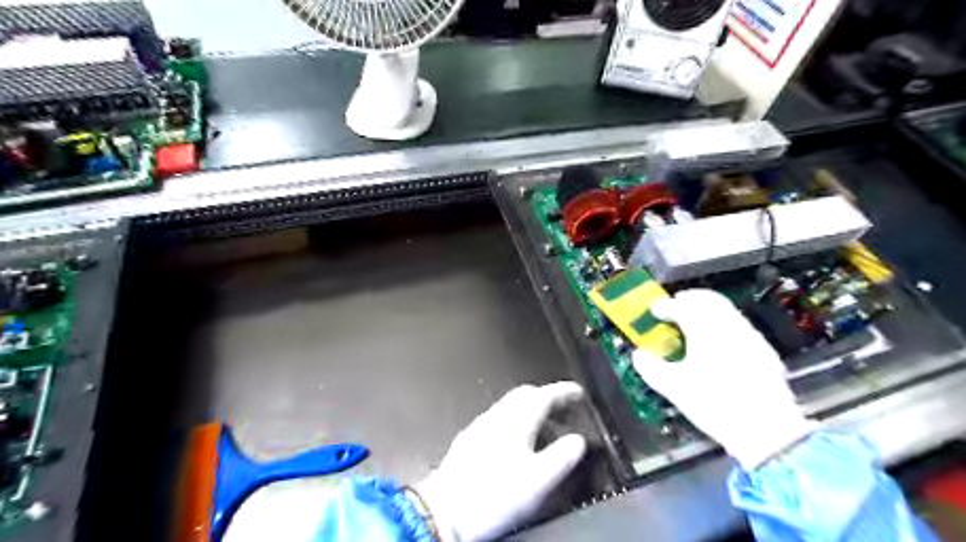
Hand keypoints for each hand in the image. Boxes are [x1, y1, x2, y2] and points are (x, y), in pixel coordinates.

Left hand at [423, 382, 587, 541]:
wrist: (445, 511)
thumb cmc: (492, 496)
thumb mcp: (538, 479)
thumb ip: (562, 456)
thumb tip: (578, 441)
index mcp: (516, 420)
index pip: (543, 394)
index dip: (564, 391)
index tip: (577, 392)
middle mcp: (497, 416)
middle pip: (525, 394)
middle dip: (547, 397)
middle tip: (563, 409)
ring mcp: (480, 426)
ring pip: (510, 407)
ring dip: (530, 410)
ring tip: (545, 428)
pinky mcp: (469, 440)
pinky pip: (498, 420)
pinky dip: (514, 422)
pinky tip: (516, 443)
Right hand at [635, 287, 813, 468]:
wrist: (768, 430)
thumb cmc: (715, 405)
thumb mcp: (674, 388)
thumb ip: (651, 368)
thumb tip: (639, 355)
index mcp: (705, 330)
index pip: (681, 306)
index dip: (664, 306)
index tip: (654, 311)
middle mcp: (729, 326)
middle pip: (707, 299)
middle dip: (688, 298)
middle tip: (673, 305)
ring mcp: (749, 336)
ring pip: (725, 309)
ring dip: (706, 309)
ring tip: (692, 322)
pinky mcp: (763, 350)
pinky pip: (738, 324)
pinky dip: (722, 323)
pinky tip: (717, 342)